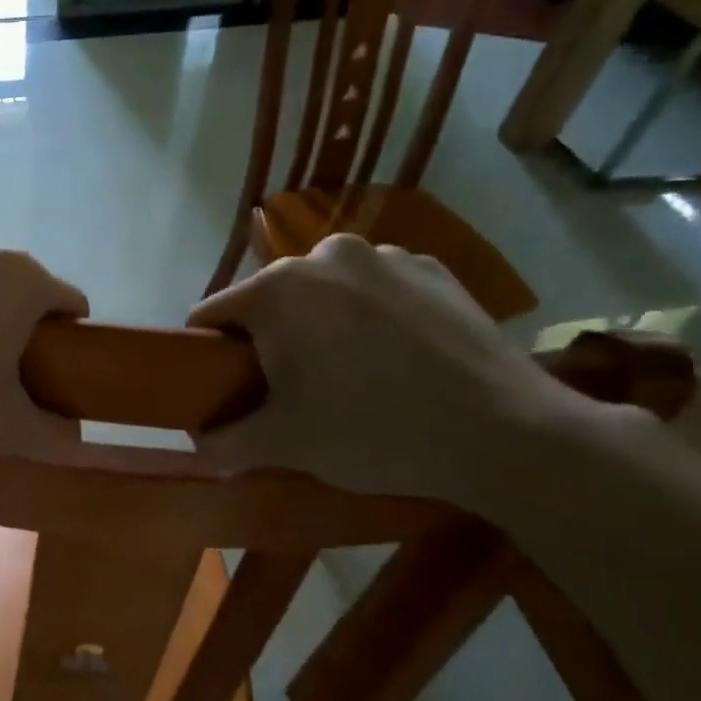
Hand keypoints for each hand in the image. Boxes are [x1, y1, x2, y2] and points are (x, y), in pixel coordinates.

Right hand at [187, 235, 600, 506]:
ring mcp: (385, 256)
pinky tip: (396, 356)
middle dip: (269, 339)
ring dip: (320, 322)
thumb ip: (224, 443)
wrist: (504, 434)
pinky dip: (370, 314)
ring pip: (324, 290)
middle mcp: (325, 255)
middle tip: (291, 389)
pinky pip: (375, 288)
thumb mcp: (284, 445)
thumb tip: (196, 444)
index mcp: (277, 289)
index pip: (211, 315)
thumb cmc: (374, 432)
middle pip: (270, 299)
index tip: (226, 388)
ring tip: (349, 372)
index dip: (209, 355)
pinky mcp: (433, 268)